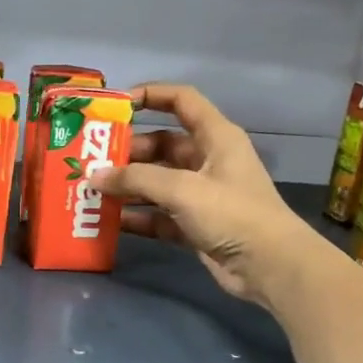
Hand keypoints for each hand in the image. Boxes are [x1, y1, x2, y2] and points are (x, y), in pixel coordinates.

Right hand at [102, 83, 327, 308]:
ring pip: (157, 182)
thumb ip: (137, 179)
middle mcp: (208, 160)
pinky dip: (138, 217)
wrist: (269, 267)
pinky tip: (110, 221)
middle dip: (128, 152)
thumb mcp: (183, 189)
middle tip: (93, 160)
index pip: (182, 101)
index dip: (151, 95)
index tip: (115, 104)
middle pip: (162, 145)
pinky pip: (159, 214)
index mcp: (216, 137)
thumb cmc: (232, 214)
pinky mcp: (195, 225)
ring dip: (128, 186)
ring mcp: (201, 195)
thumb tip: (95, 176)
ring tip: (93, 190)